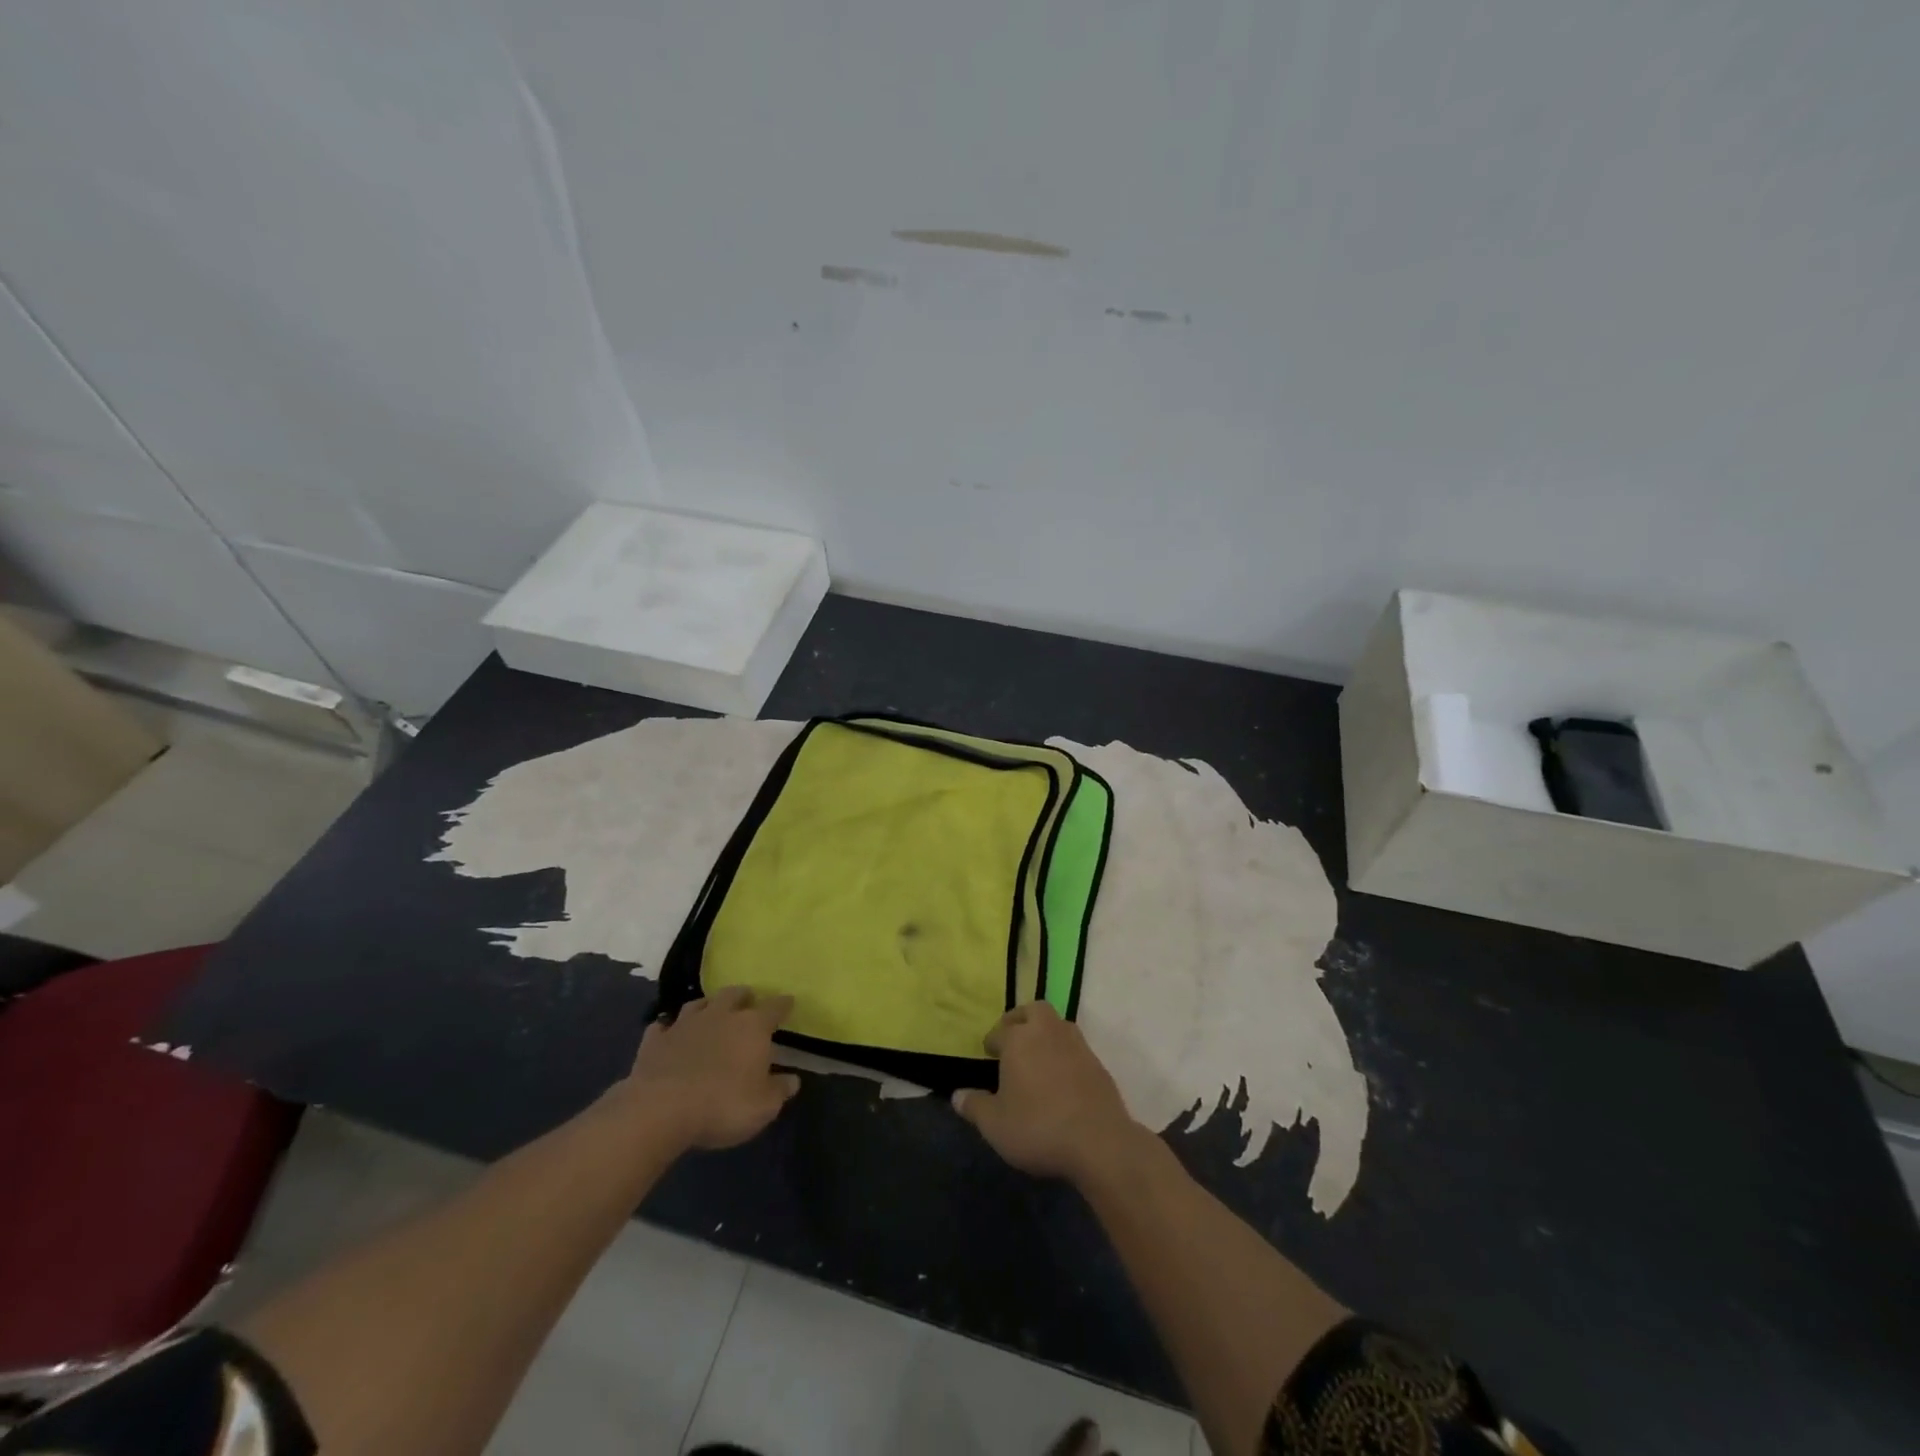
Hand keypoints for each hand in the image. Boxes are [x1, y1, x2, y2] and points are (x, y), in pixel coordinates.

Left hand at [623, 986, 800, 1150]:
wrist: (660, 1110)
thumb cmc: (722, 1105)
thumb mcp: (763, 1106)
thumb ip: (780, 1090)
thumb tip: (792, 1079)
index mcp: (752, 1026)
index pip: (775, 1007)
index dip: (784, 1004)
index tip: (789, 1002)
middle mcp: (720, 1015)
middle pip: (734, 994)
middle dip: (744, 996)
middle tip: (748, 1003)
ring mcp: (684, 1024)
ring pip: (699, 1003)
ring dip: (708, 1006)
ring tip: (711, 1012)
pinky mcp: (655, 1041)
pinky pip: (663, 1027)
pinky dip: (668, 1029)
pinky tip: (669, 1034)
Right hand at [952, 1002, 1145, 1184]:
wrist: (1099, 1142)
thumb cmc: (1038, 1127)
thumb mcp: (995, 1124)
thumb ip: (974, 1106)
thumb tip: (957, 1095)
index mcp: (1019, 1039)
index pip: (1001, 1030)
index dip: (992, 1041)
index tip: (988, 1053)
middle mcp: (1048, 1032)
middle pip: (1034, 1010)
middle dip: (1021, 1019)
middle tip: (1013, 1039)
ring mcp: (1077, 1045)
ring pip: (1058, 1025)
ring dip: (1045, 1033)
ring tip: (1036, 1057)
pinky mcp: (1098, 1064)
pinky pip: (1075, 1048)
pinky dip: (1064, 1054)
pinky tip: (1060, 1078)